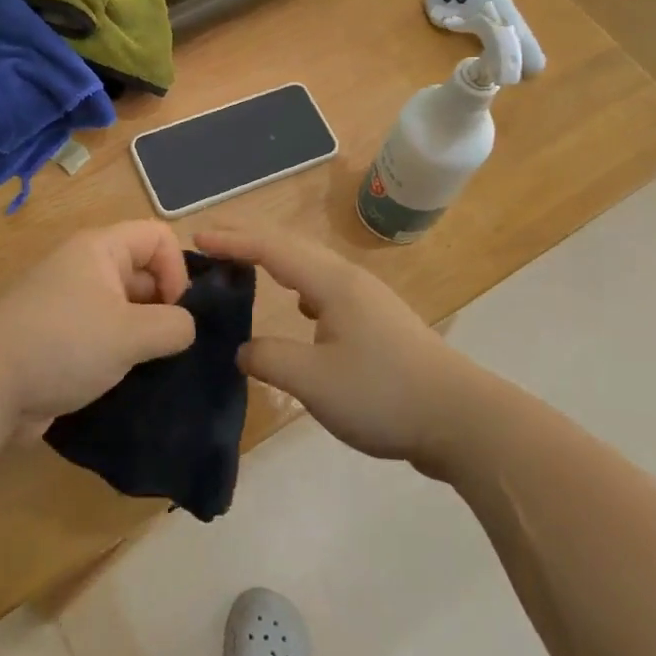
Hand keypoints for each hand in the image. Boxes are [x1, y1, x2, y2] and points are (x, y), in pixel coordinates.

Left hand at [0, 221, 195, 426]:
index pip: (159, 236)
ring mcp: (70, 304)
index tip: (174, 312)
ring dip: (144, 333)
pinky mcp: (61, 337)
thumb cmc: (62, 347)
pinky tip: (129, 379)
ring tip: (152, 365)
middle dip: (164, 305)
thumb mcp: (130, 334)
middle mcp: (84, 268)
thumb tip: (185, 327)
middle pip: (144, 270)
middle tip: (168, 346)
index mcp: (99, 249)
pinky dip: (121, 351)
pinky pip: (105, 333)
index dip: (177, 269)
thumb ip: (173, 325)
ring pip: (127, 306)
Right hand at [194, 227, 463, 468]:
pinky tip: (300, 310)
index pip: (272, 250)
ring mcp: (368, 301)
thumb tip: (242, 349)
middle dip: (250, 242)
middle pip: (292, 249)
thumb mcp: (314, 381)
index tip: (196, 238)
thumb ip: (269, 360)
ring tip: (247, 269)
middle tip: (212, 243)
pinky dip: (300, 289)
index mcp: (332, 284)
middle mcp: (350, 281)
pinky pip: (326, 292)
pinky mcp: (378, 324)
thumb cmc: (383, 393)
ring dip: (276, 264)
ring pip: (311, 270)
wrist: (460, 417)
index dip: (233, 241)